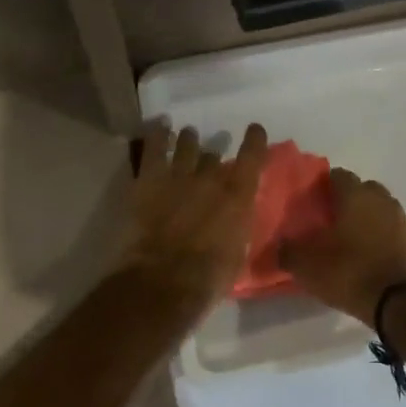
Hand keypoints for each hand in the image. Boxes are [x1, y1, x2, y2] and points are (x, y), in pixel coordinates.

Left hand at [119, 121, 268, 315]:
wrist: (164, 281)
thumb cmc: (207, 279)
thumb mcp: (237, 254)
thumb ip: (238, 228)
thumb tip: (236, 219)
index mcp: (238, 197)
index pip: (252, 157)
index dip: (254, 141)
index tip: (254, 130)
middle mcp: (212, 178)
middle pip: (213, 156)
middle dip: (213, 156)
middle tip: (210, 157)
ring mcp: (179, 174)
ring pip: (186, 145)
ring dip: (188, 141)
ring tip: (187, 136)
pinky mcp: (150, 179)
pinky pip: (155, 147)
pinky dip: (159, 134)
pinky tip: (161, 125)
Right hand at [281, 168, 405, 327]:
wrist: (400, 303)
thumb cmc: (350, 273)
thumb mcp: (307, 266)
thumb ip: (287, 251)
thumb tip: (276, 246)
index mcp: (356, 195)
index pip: (338, 175)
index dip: (323, 186)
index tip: (312, 204)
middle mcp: (381, 199)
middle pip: (362, 189)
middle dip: (348, 200)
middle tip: (330, 222)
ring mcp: (402, 220)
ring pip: (380, 209)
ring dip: (367, 219)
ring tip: (350, 241)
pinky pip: (393, 231)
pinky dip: (382, 238)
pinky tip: (370, 257)